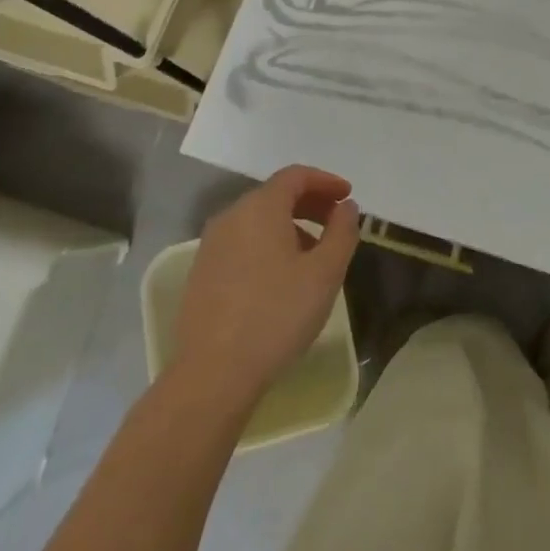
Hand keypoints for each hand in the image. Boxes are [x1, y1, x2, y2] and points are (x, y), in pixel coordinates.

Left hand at [171, 166, 359, 412]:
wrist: (213, 374)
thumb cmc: (277, 315)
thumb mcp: (325, 273)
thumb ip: (342, 232)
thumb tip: (346, 208)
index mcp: (260, 207)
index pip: (296, 176)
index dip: (326, 181)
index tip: (348, 196)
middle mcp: (231, 216)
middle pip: (275, 195)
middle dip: (310, 203)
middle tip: (336, 223)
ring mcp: (211, 245)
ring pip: (257, 221)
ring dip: (290, 226)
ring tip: (314, 255)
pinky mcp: (201, 273)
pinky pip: (242, 243)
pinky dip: (267, 245)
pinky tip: (281, 277)